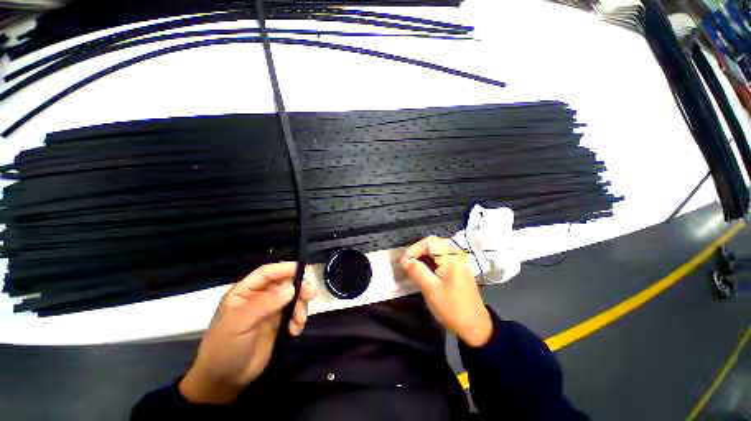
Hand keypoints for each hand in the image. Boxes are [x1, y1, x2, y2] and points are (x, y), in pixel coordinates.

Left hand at [179, 262, 315, 403]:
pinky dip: (298, 319)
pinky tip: (295, 331)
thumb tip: (291, 287)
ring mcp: (270, 310)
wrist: (224, 382)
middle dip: (299, 288)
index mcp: (245, 292)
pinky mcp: (278, 323)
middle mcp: (259, 297)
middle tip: (310, 296)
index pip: (267, 273)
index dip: (285, 268)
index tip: (303, 271)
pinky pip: (294, 313)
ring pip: (292, 297)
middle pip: (285, 283)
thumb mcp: (239, 324)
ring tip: (300, 321)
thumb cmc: (224, 348)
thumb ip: (265, 304)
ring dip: (300, 306)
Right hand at [400, 236, 492, 346]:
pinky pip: (442, 258)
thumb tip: (404, 259)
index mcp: (452, 258)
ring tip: (415, 267)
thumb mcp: (430, 289)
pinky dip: (431, 261)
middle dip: (419, 251)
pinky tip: (425, 271)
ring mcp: (459, 261)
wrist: (474, 326)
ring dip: (424, 256)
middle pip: (434, 243)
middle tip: (409, 263)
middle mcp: (457, 255)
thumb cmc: (452, 307)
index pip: (429, 241)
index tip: (406, 261)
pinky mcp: (459, 268)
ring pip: (437, 250)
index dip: (415, 248)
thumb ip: (416, 270)